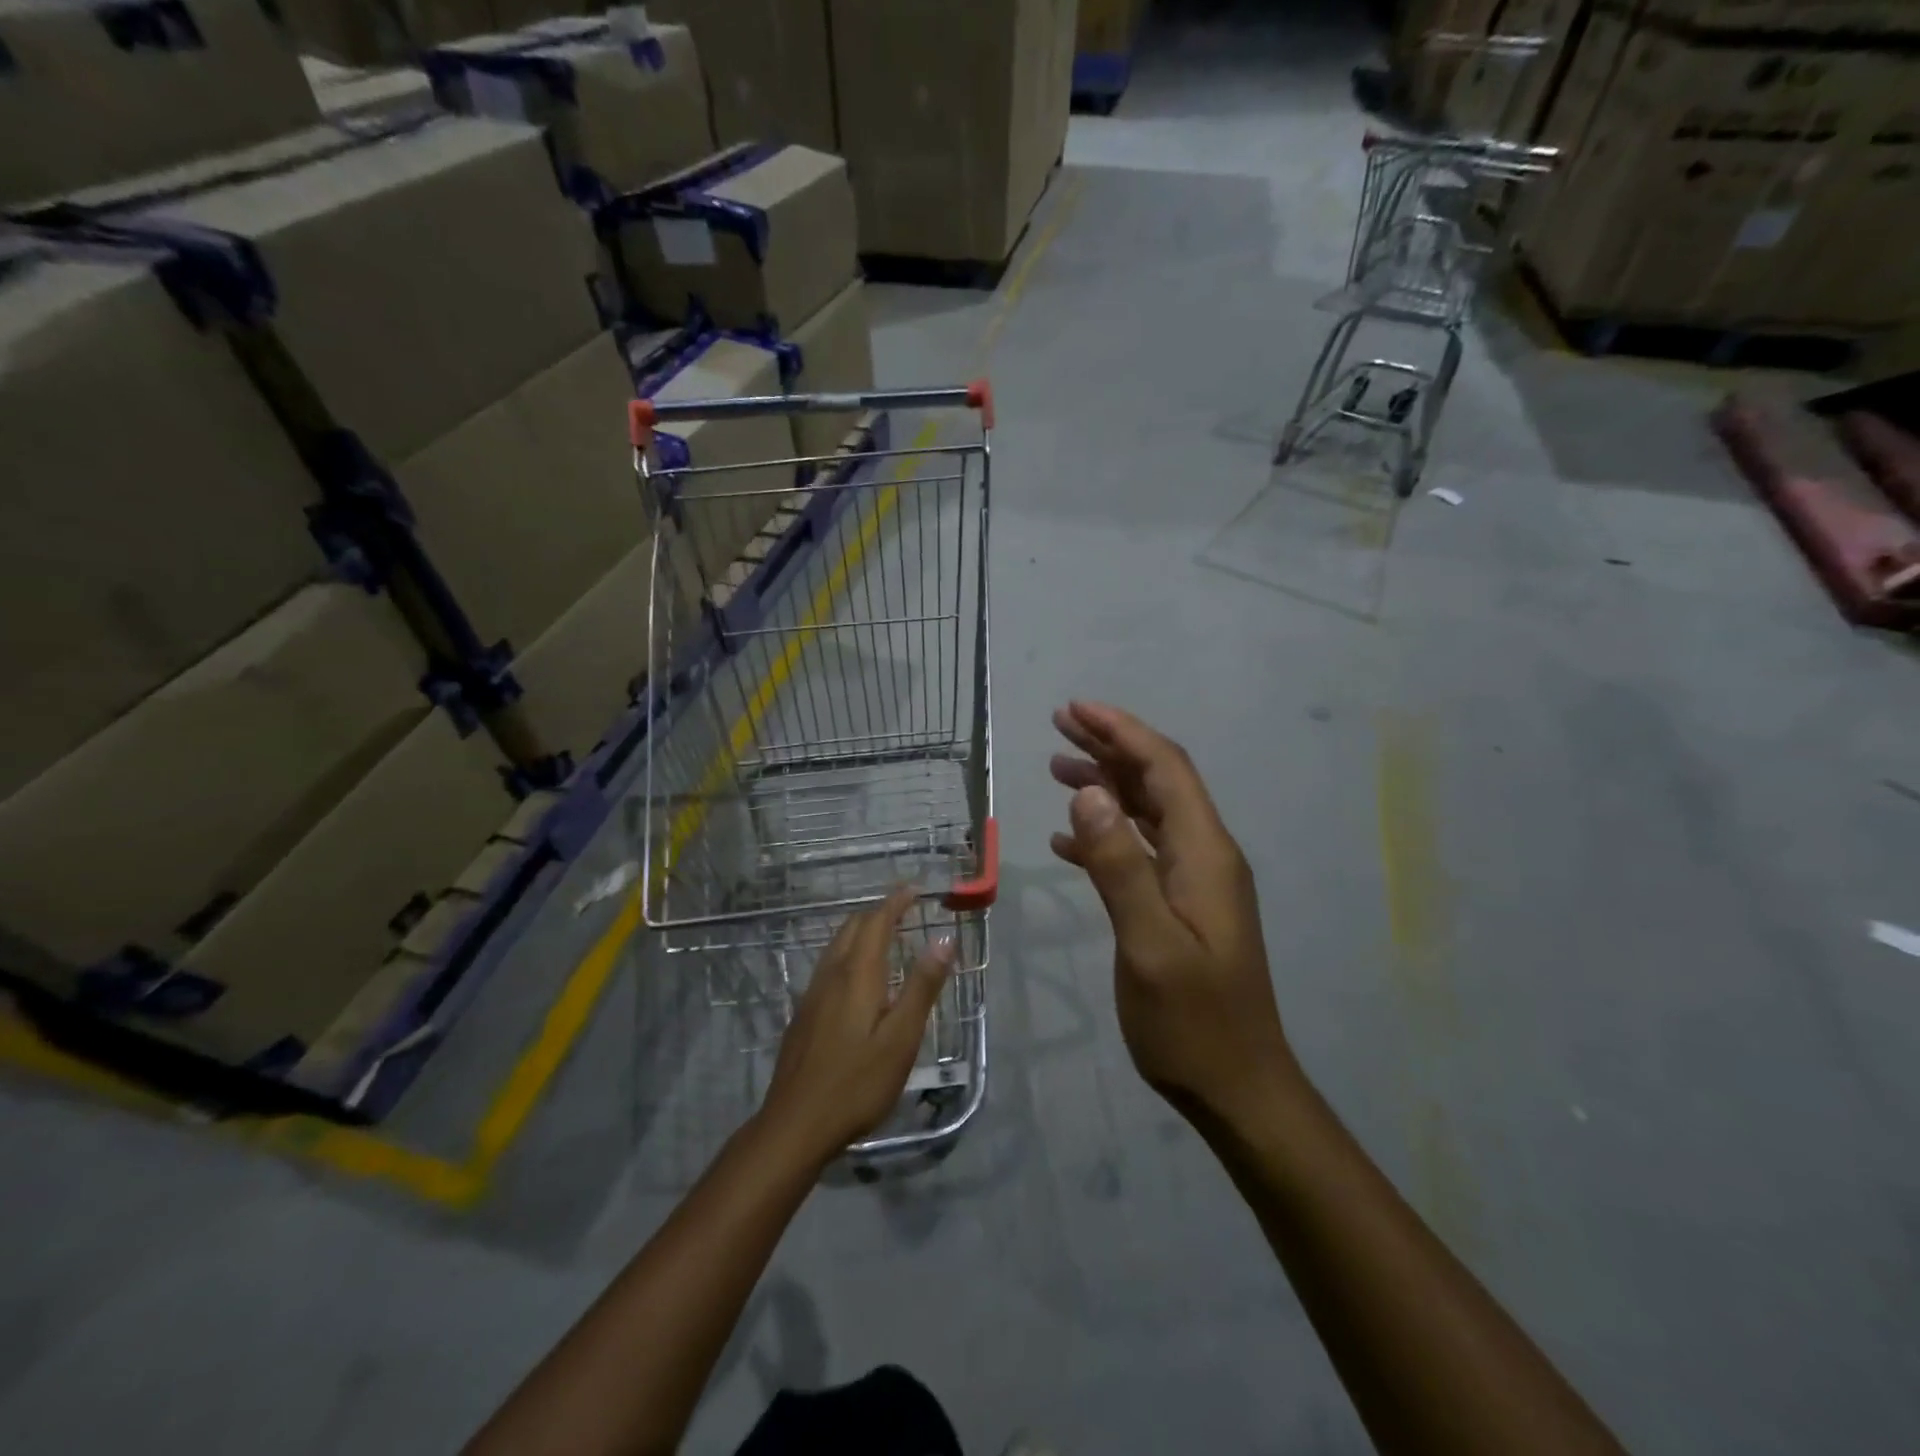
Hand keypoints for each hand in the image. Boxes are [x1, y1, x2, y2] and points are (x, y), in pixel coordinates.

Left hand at [759, 886, 954, 1161]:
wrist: (795, 1124)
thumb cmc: (856, 1083)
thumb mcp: (901, 1038)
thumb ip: (922, 987)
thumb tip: (944, 939)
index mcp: (857, 975)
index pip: (877, 922)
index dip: (896, 902)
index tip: (915, 889)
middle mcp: (831, 975)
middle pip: (853, 928)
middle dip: (879, 913)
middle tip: (905, 911)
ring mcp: (812, 994)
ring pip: (837, 946)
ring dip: (862, 932)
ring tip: (886, 937)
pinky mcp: (804, 1014)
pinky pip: (829, 966)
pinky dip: (849, 954)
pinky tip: (858, 979)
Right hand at [1050, 702, 1297, 1124]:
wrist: (1238, 1087)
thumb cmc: (1193, 1023)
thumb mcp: (1149, 946)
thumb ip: (1120, 866)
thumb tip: (1089, 791)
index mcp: (1204, 853)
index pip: (1165, 768)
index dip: (1121, 731)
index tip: (1075, 708)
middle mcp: (1205, 855)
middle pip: (1158, 781)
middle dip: (1111, 745)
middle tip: (1059, 724)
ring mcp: (1195, 882)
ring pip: (1148, 812)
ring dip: (1106, 784)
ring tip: (1057, 767)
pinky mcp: (1182, 906)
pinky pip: (1141, 850)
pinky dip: (1105, 834)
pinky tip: (1068, 840)